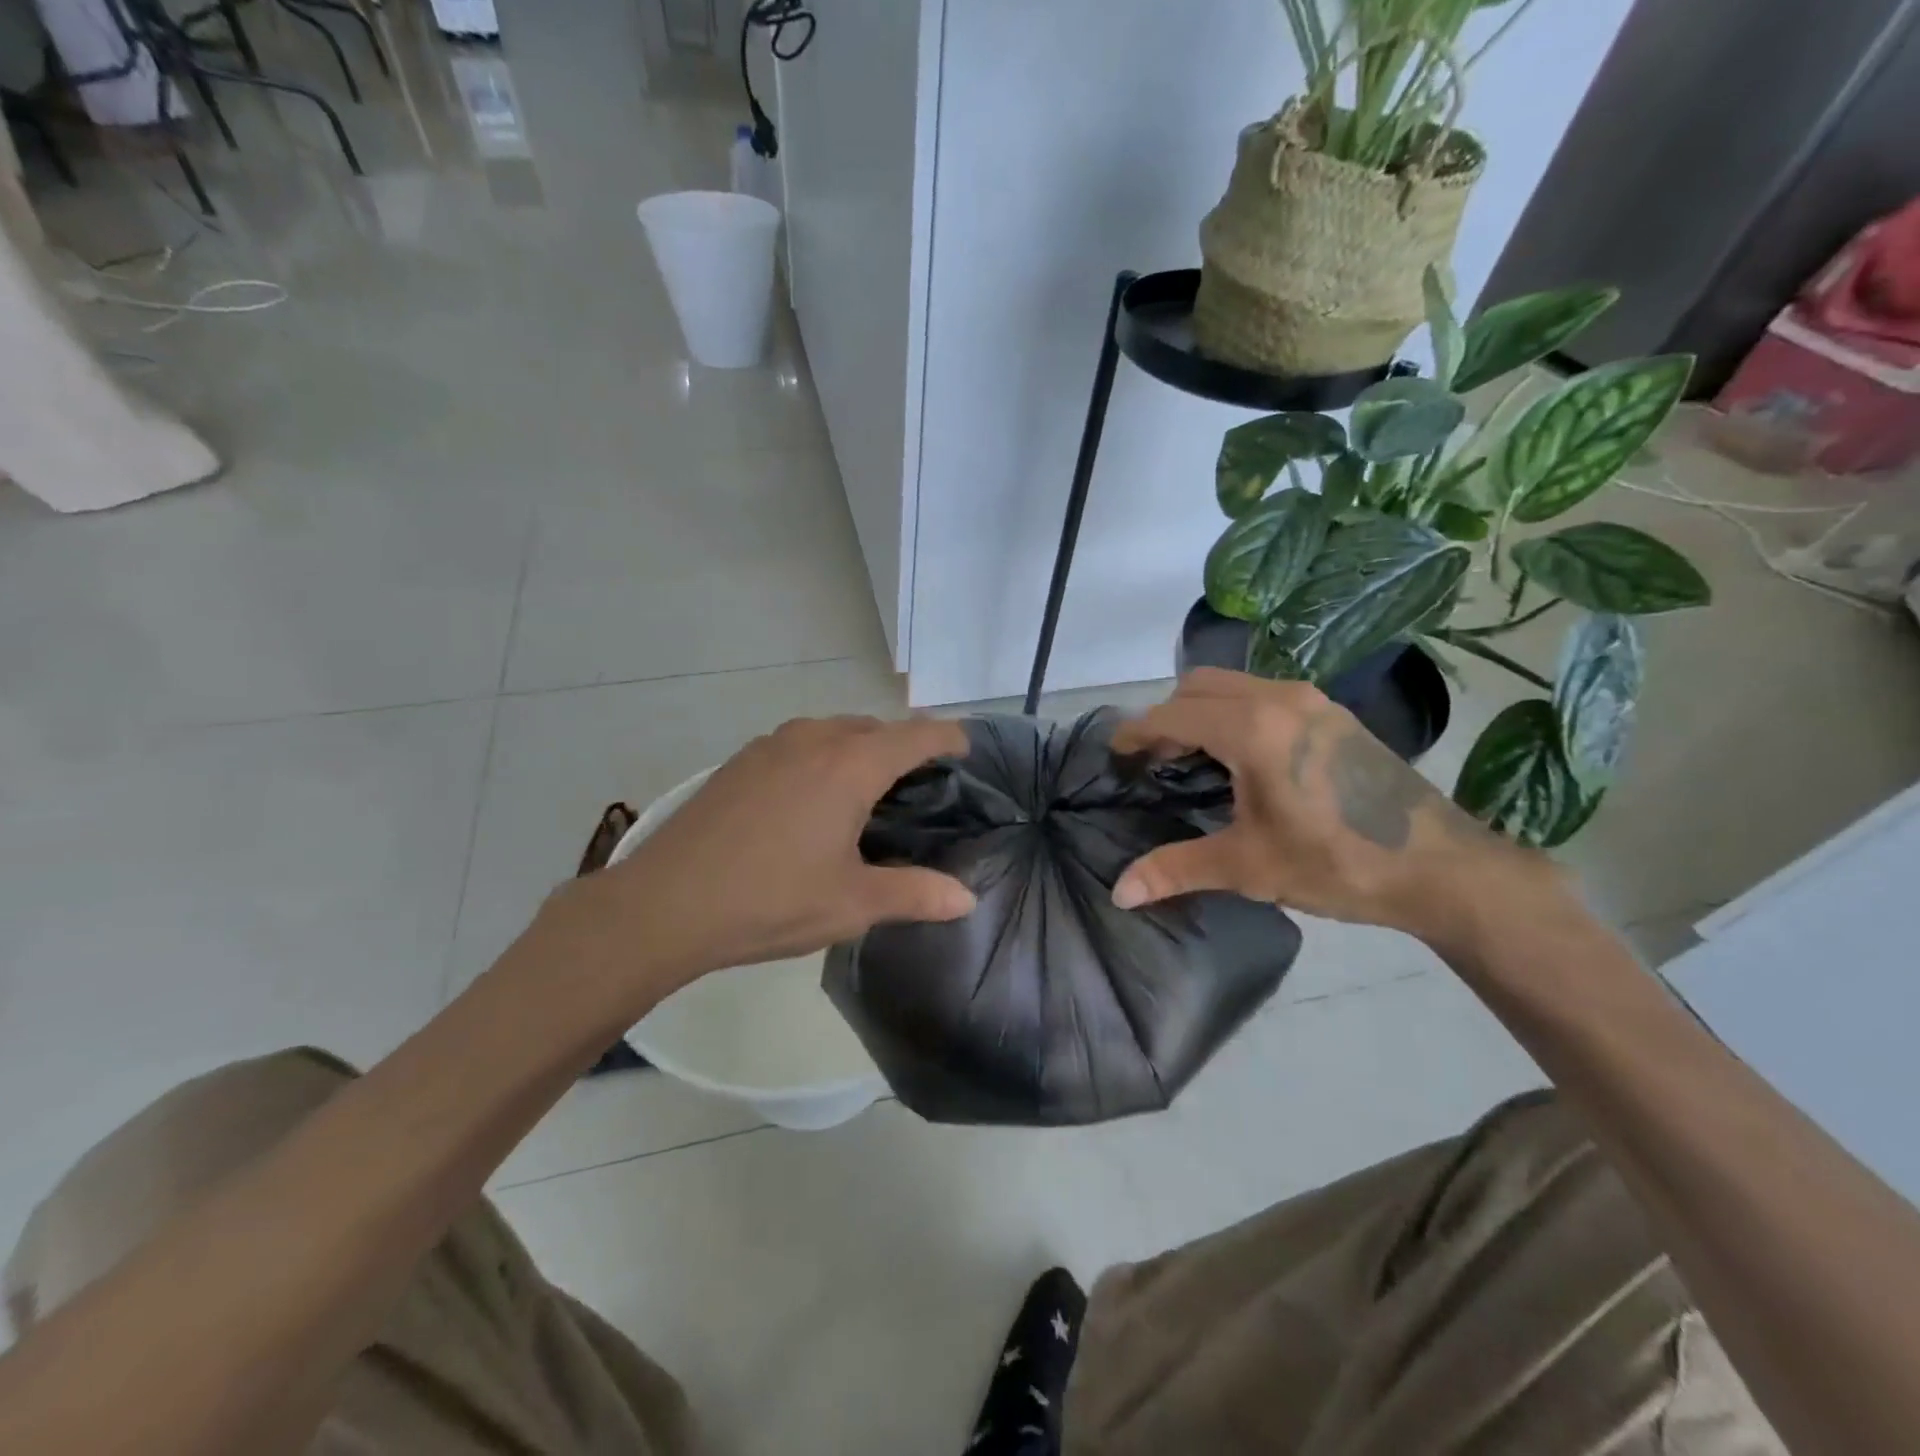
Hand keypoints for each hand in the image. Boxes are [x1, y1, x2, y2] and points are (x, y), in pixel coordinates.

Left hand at [544, 716, 976, 1003]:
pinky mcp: (740, 761)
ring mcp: (771, 745)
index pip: (916, 735)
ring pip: (833, 731)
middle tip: (919, 787)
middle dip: (903, 746)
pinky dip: (822, 756)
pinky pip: (800, 743)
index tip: (966, 750)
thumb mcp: (853, 903)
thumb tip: (967, 900)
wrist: (665, 903)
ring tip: (867, 791)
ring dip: (859, 748)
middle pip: (874, 727)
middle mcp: (813, 739)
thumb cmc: (770, 900)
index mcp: (850, 765)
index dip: (948, 738)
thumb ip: (916, 894)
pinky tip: (811, 799)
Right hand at [1110, 669, 1554, 943]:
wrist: (1441, 867)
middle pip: (1198, 685)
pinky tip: (1240, 759)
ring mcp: (1311, 700)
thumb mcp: (1248, 867)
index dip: (1136, 732)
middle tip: (1154, 761)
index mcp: (1253, 728)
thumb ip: (1176, 870)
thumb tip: (1119, 893)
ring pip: (1232, 686)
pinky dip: (1233, 713)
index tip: (1115, 755)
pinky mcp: (1332, 713)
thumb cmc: (1338, 863)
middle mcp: (1279, 698)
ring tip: (1192, 759)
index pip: (1173, 714)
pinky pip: (1262, 695)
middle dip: (1167, 717)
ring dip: (1201, 712)